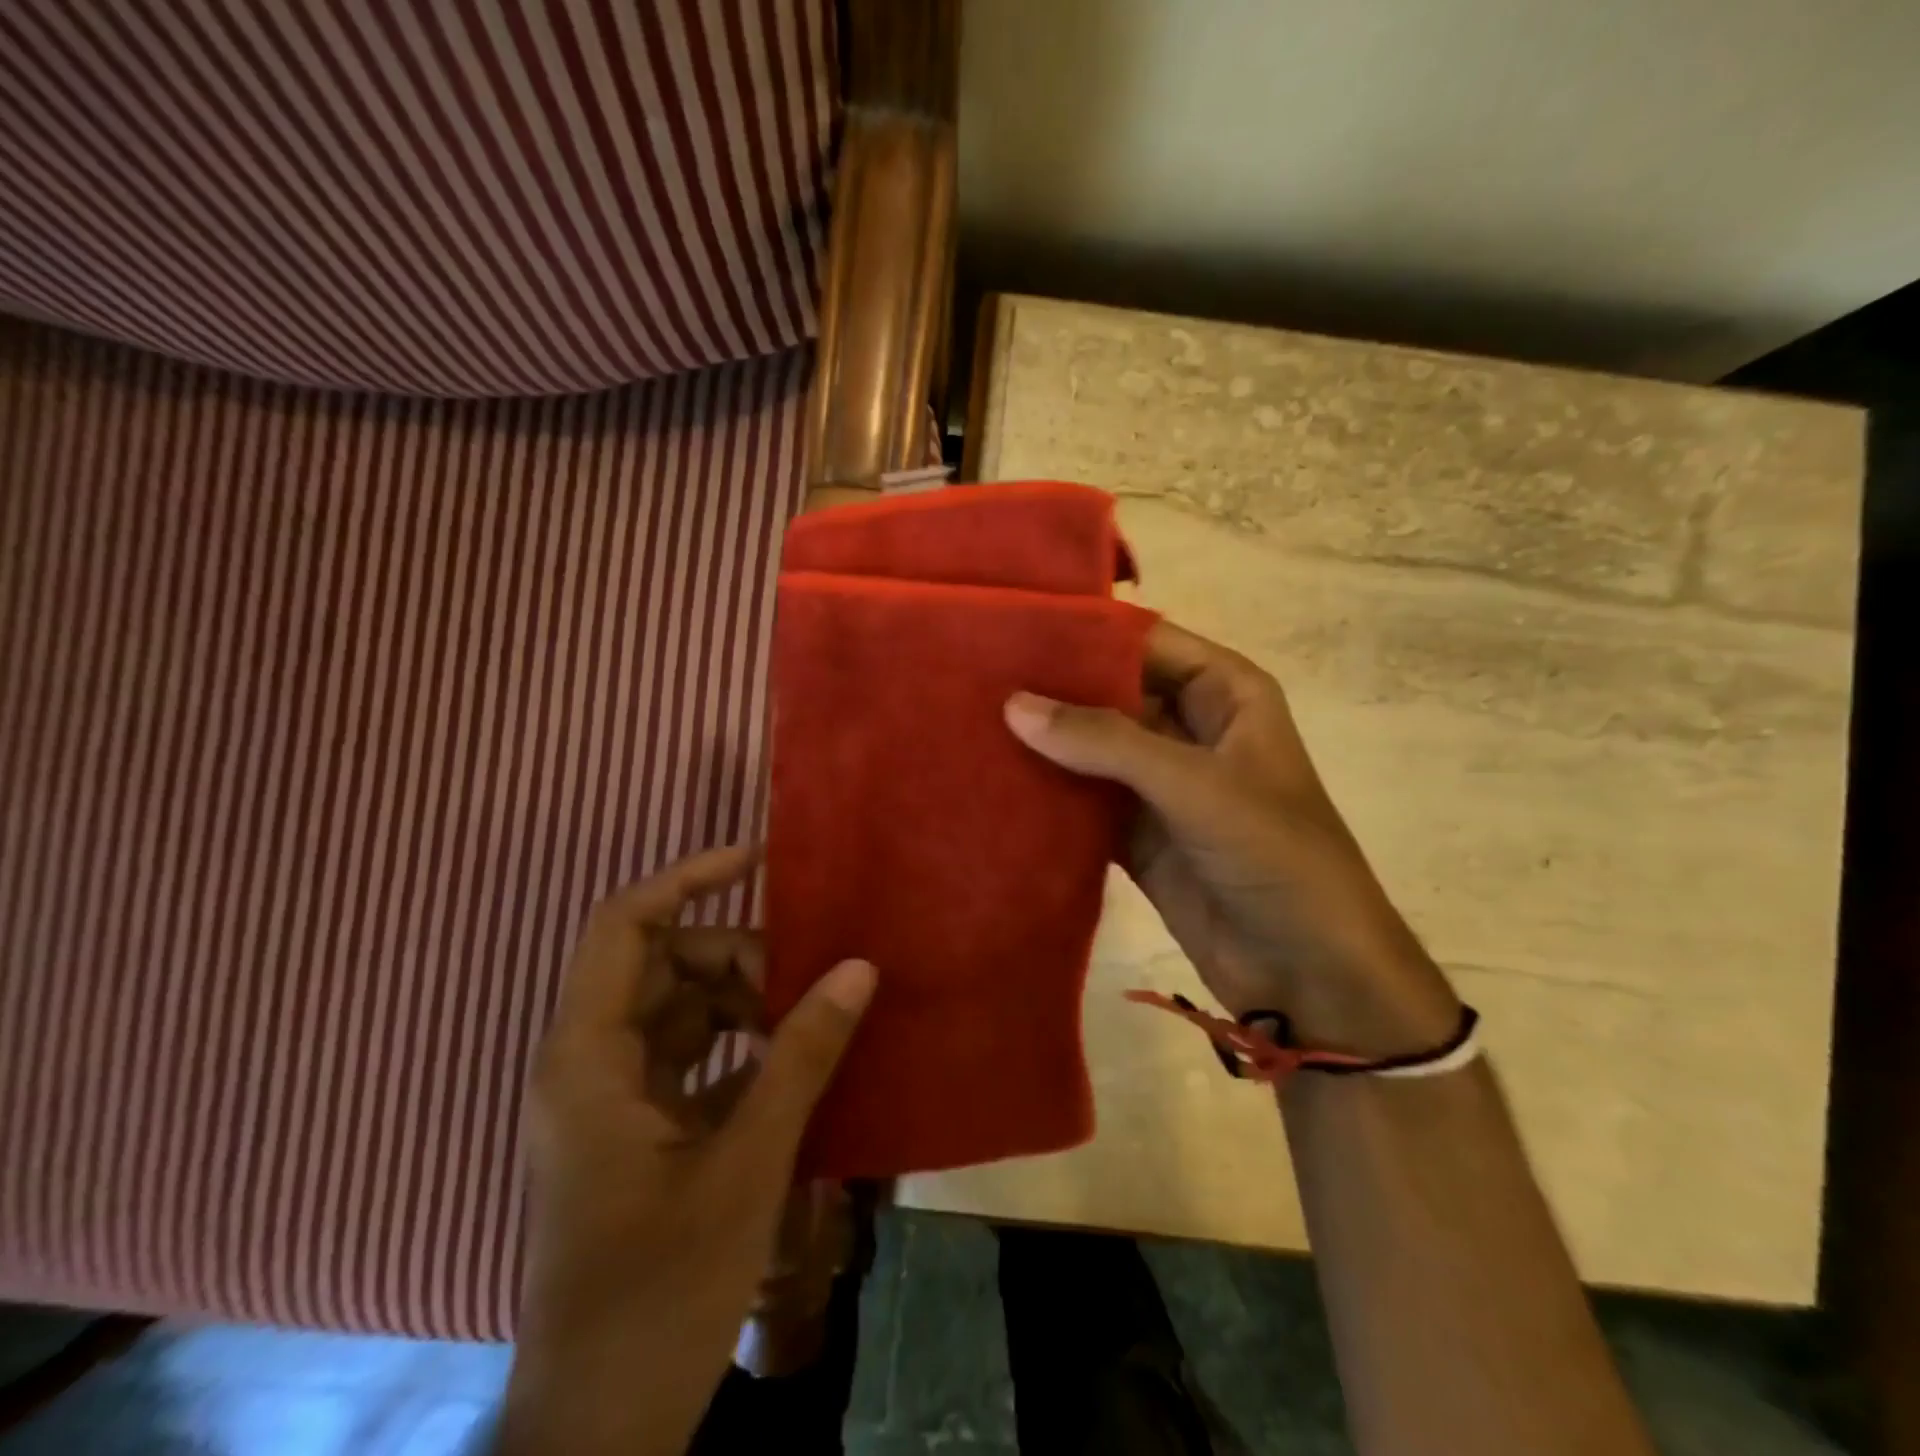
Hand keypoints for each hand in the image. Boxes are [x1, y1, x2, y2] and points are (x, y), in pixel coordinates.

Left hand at [499, 845, 876, 1455]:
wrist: (598, 1432)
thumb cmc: (659, 1293)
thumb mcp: (745, 1164)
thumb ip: (800, 1057)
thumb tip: (858, 968)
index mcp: (590, 1058)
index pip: (625, 927)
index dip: (686, 879)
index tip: (756, 860)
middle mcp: (590, 1065)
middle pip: (663, 966)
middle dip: (735, 956)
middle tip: (807, 974)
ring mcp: (612, 1102)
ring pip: (679, 1012)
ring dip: (743, 1003)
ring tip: (810, 1015)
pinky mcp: (636, 1135)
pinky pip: (691, 1060)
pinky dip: (740, 1049)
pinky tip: (795, 1064)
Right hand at [1005, 621, 1459, 1057]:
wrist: (1309, 975)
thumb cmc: (1275, 857)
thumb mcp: (1195, 786)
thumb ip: (1105, 742)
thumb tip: (1014, 704)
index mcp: (1225, 694)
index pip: (1144, 641)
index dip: (1084, 632)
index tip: (1012, 627)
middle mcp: (1189, 729)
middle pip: (1110, 693)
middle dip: (1052, 689)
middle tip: (975, 676)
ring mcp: (1160, 785)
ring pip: (1091, 749)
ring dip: (1043, 742)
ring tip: (969, 721)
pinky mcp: (1137, 835)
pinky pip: (1083, 802)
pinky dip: (1047, 795)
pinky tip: (993, 782)